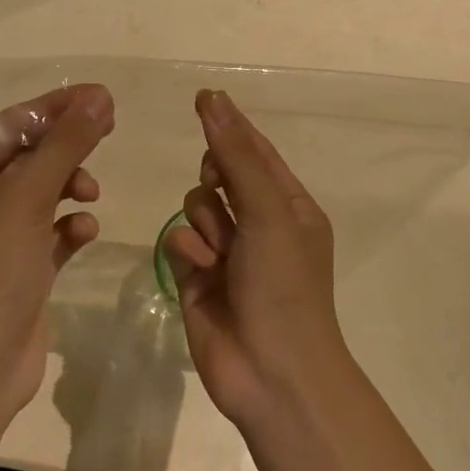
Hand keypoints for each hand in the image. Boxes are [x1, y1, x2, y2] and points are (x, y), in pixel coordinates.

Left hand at [0, 84, 114, 422]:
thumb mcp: (27, 198)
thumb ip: (65, 145)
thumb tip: (100, 96)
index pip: (12, 126)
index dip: (56, 107)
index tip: (101, 96)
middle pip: (30, 157)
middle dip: (67, 146)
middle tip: (109, 128)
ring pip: (44, 193)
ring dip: (71, 186)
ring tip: (91, 195)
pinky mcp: (21, 268)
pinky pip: (52, 232)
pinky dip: (71, 227)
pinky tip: (84, 233)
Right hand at [164, 90, 348, 425]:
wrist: (272, 372)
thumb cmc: (283, 283)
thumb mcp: (268, 210)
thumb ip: (237, 155)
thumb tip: (214, 100)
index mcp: (289, 205)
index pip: (257, 152)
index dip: (231, 125)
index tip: (203, 98)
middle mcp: (259, 224)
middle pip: (221, 175)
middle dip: (216, 179)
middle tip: (221, 189)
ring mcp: (227, 252)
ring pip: (197, 206)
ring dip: (205, 221)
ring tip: (220, 253)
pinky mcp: (198, 278)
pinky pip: (180, 241)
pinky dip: (188, 250)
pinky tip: (201, 271)